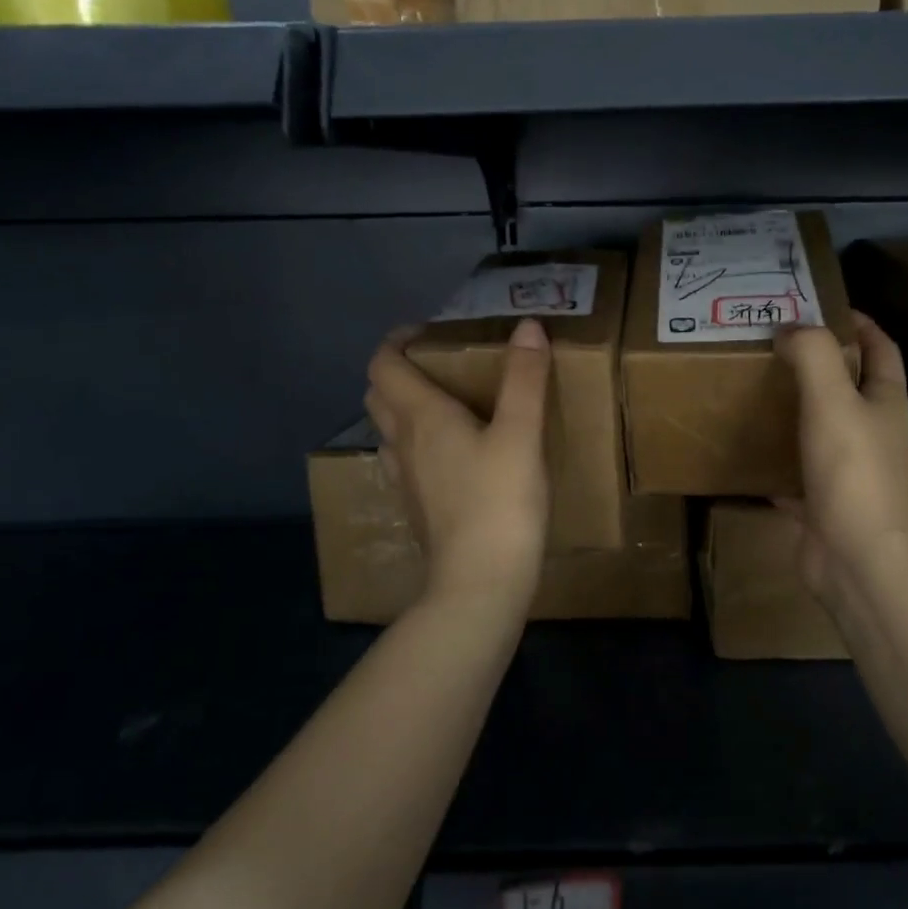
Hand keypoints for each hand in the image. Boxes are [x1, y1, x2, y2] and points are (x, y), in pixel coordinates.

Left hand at [363, 319, 551, 595]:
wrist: (480, 583)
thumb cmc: (500, 502)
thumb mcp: (522, 434)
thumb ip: (525, 378)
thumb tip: (528, 325)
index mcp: (422, 417)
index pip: (384, 364)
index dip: (398, 340)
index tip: (428, 331)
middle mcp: (403, 443)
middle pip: (379, 394)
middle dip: (399, 370)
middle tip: (440, 365)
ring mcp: (406, 479)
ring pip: (389, 430)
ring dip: (405, 407)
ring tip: (447, 405)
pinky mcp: (418, 508)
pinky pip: (405, 460)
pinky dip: (417, 443)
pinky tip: (452, 455)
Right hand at [773, 313, 907, 601]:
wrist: (857, 558)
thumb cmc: (852, 471)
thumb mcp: (833, 399)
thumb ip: (813, 355)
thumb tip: (790, 329)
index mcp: (885, 403)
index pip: (881, 349)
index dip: (860, 323)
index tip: (822, 305)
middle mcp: (873, 432)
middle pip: (850, 386)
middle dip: (819, 362)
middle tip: (775, 343)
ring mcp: (849, 470)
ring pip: (821, 428)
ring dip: (796, 408)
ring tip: (757, 386)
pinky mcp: (823, 501)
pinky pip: (796, 471)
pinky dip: (775, 459)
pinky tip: (747, 449)